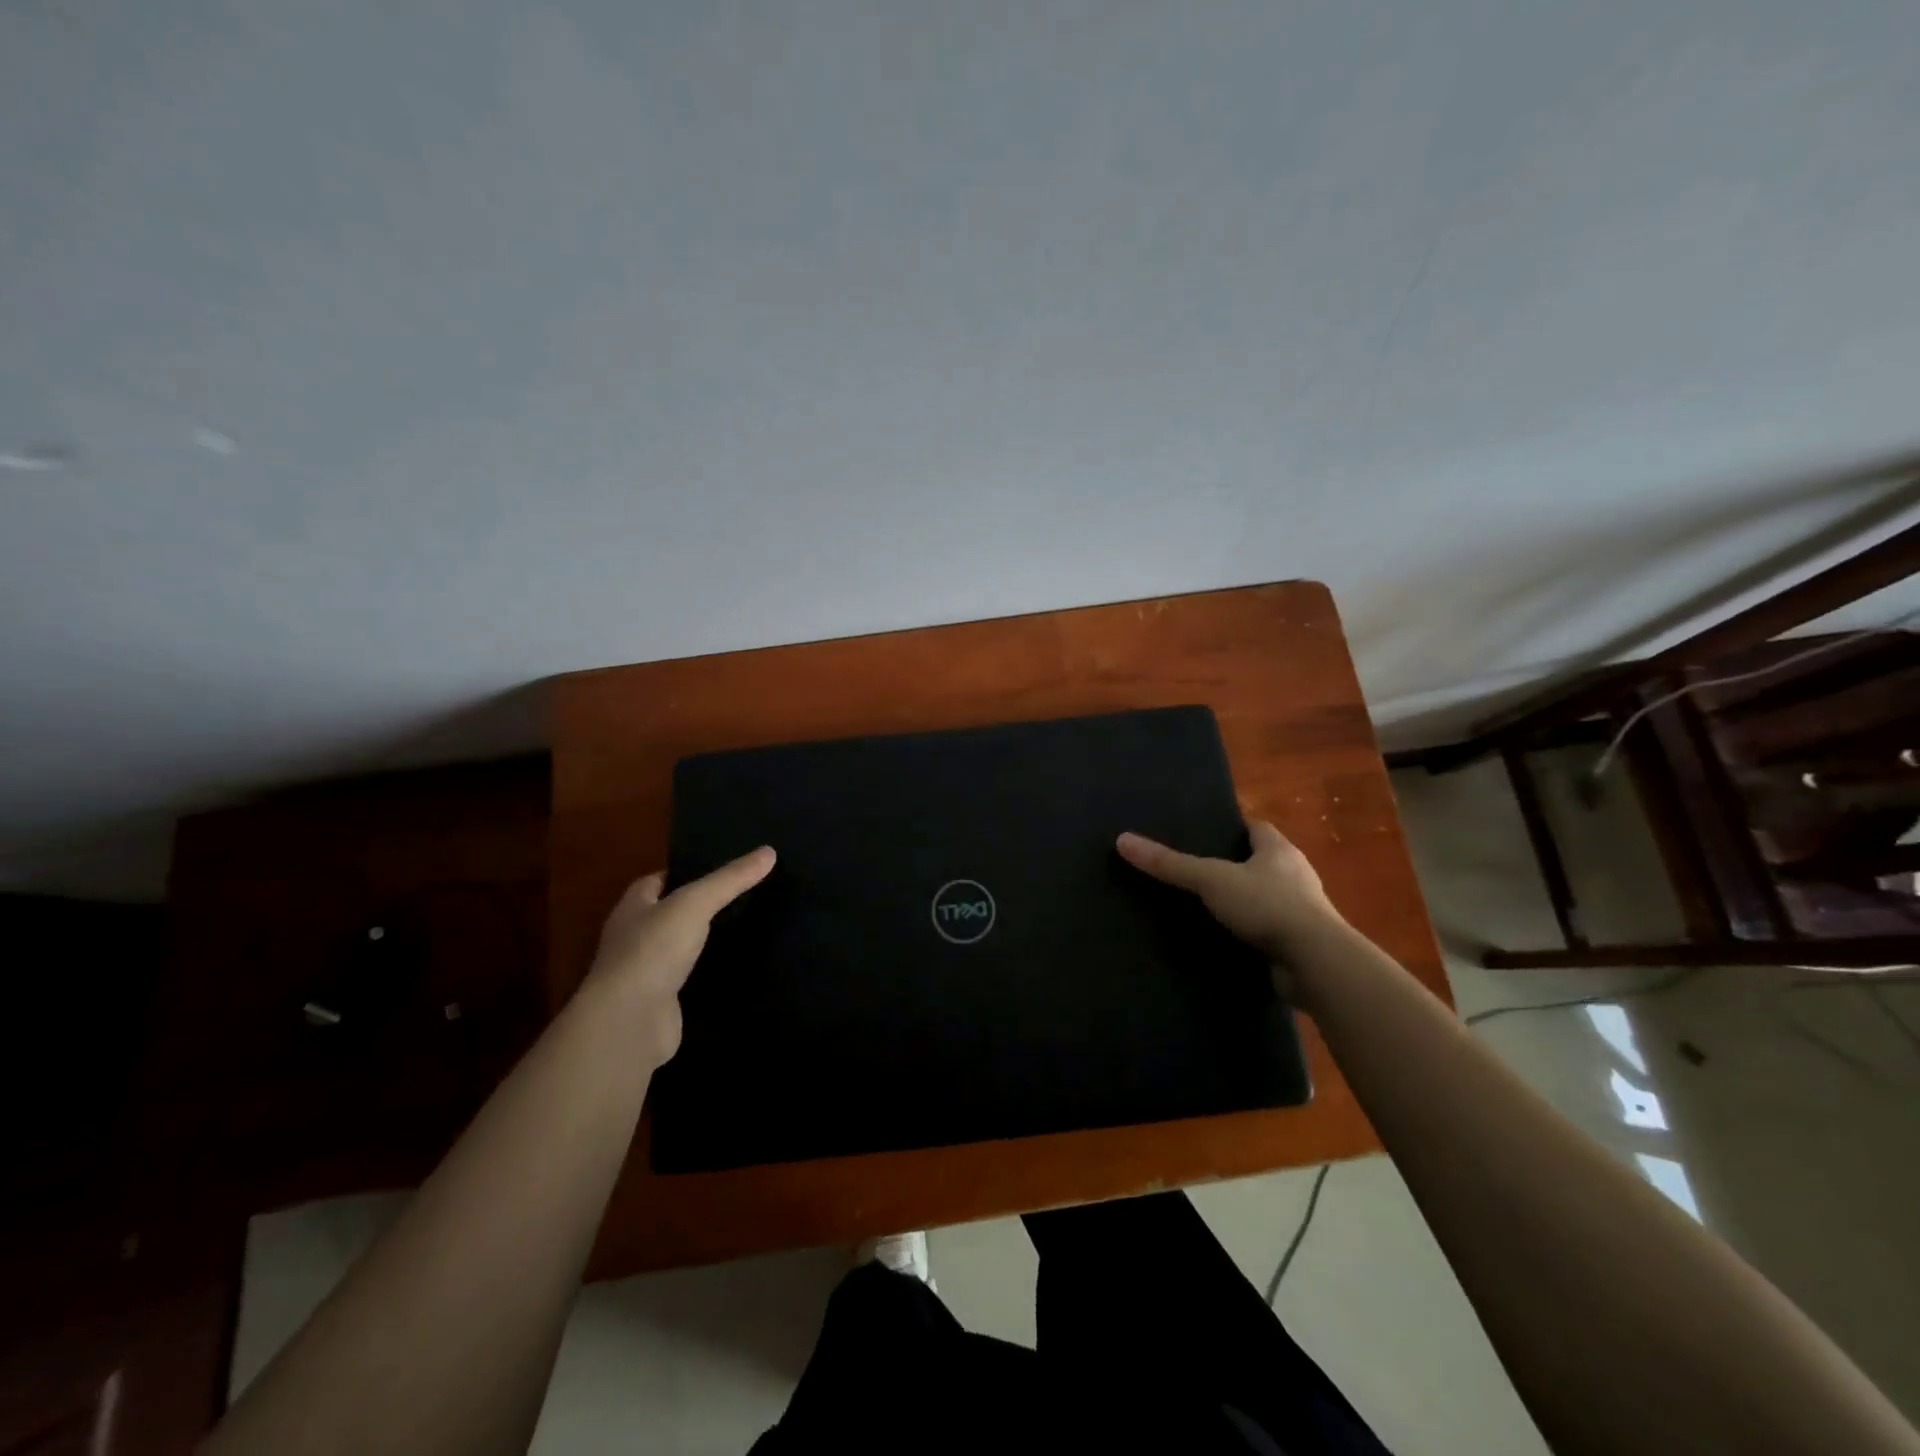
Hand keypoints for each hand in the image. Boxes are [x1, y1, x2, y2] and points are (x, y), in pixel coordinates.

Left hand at [584, 846, 775, 1065]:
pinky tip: (737, 968)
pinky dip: (709, 974)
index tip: (724, 869)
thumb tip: (769, 852)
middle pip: (671, 913)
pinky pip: (690, 979)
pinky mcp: (661, 1002)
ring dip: (706, 941)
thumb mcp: (695, 904)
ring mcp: (646, 972)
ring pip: (681, 947)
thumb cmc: (653, 950)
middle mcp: (634, 936)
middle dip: (701, 906)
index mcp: (634, 906)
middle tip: (745, 896)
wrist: (629, 1022)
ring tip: (748, 927)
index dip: (687, 871)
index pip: (658, 880)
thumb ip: (730, 879)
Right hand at [1116, 821, 1342, 988]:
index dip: (1232, 828)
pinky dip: (1250, 934)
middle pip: (1261, 862)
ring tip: (1205, 908)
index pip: (1256, 828)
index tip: (1204, 833)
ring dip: (1243, 903)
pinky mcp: (1300, 944)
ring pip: (1266, 898)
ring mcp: (1302, 912)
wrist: (1316, 962)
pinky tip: (1225, 940)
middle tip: (1196, 871)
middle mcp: (1295, 875)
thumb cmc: (1268, 905)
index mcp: (1279, 850)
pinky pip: (1269, 931)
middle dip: (1234, 866)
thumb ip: (1169, 864)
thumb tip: (1122, 840)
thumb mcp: (1210, 879)